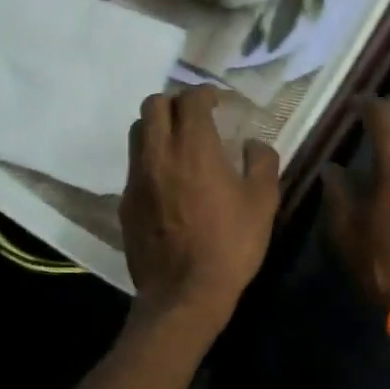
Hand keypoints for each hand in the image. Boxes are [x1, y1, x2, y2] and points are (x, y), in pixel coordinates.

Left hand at [121, 87, 280, 329]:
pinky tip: (170, 180)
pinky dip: (151, 159)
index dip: (206, 94)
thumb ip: (261, 162)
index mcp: (194, 148)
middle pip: (153, 105)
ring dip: (157, 127)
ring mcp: (137, 178)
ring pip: (137, 132)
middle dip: (175, 103)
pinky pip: (135, 165)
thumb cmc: (230, 245)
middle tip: (196, 118)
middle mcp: (158, 154)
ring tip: (180, 144)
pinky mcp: (126, 202)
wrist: (184, 294)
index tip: (219, 104)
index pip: (190, 99)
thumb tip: (253, 144)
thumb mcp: (263, 202)